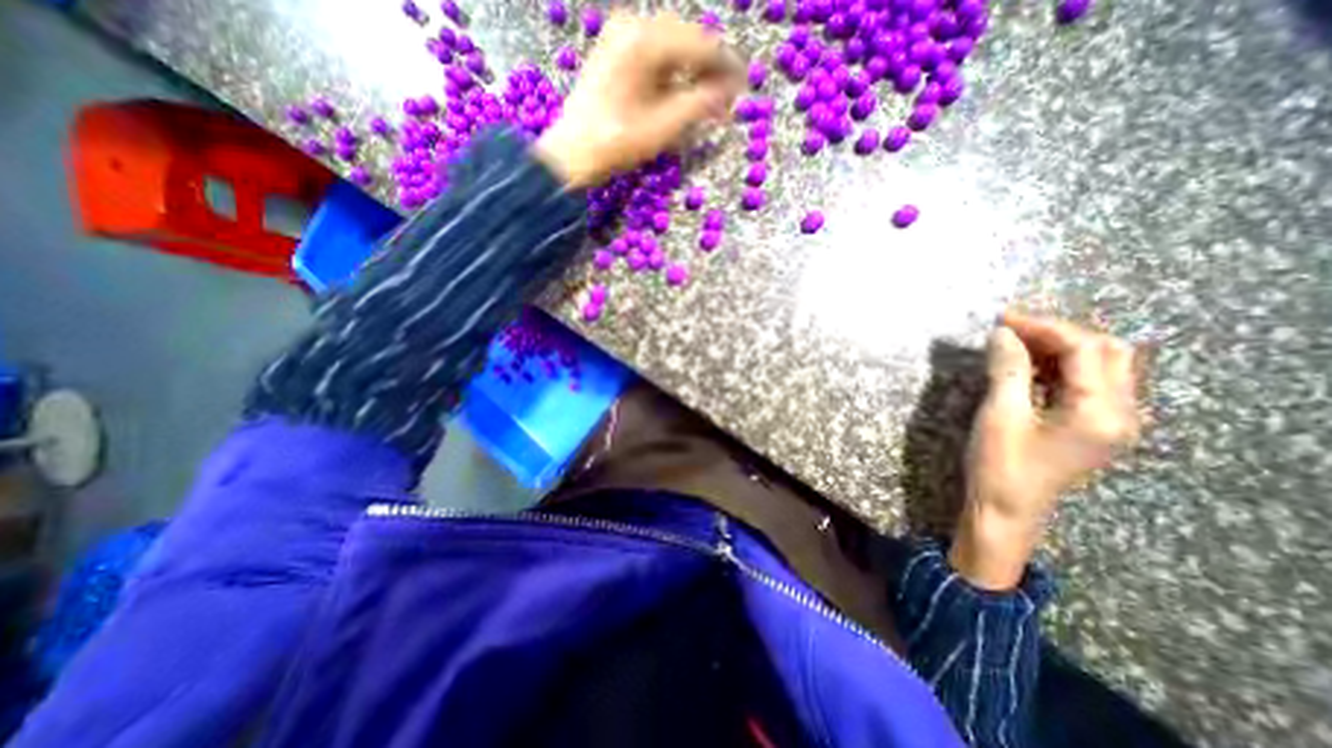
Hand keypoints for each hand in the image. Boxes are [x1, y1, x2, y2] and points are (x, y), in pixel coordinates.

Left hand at [533, 10, 737, 186]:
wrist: (573, 152)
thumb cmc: (617, 143)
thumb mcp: (664, 127)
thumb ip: (701, 104)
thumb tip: (731, 91)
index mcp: (646, 41)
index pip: (701, 45)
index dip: (727, 66)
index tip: (744, 86)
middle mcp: (633, 27)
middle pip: (686, 40)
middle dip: (710, 67)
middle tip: (727, 96)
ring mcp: (620, 36)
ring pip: (670, 45)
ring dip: (692, 69)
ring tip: (707, 97)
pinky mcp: (614, 51)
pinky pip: (653, 53)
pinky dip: (671, 71)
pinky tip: (680, 91)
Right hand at [946, 311, 1144, 589]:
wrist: (1004, 509)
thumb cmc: (1000, 465)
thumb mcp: (1000, 414)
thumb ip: (1008, 370)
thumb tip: (1003, 333)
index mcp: (1101, 412)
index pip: (1085, 350)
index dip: (1044, 328)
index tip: (1002, 319)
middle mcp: (1120, 413)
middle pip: (1105, 353)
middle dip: (1058, 333)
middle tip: (1011, 329)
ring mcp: (1110, 422)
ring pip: (1100, 366)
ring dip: (1059, 348)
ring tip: (1015, 342)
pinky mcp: (1093, 427)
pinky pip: (1088, 384)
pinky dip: (1059, 367)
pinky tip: (1028, 366)